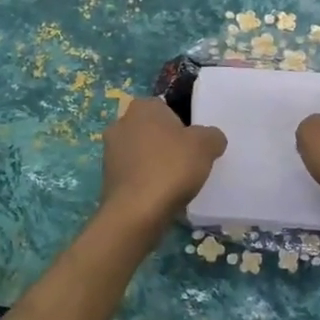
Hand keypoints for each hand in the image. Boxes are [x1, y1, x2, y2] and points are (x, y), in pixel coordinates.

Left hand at [100, 97, 227, 227]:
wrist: (136, 212)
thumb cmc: (171, 168)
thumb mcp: (206, 145)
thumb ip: (212, 135)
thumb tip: (211, 139)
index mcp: (142, 107)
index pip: (167, 107)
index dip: (184, 124)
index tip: (195, 143)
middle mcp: (121, 123)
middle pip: (153, 130)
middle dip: (168, 143)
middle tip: (188, 161)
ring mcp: (110, 151)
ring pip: (142, 152)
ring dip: (156, 163)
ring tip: (176, 182)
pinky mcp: (107, 178)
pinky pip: (134, 173)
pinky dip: (146, 181)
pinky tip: (160, 195)